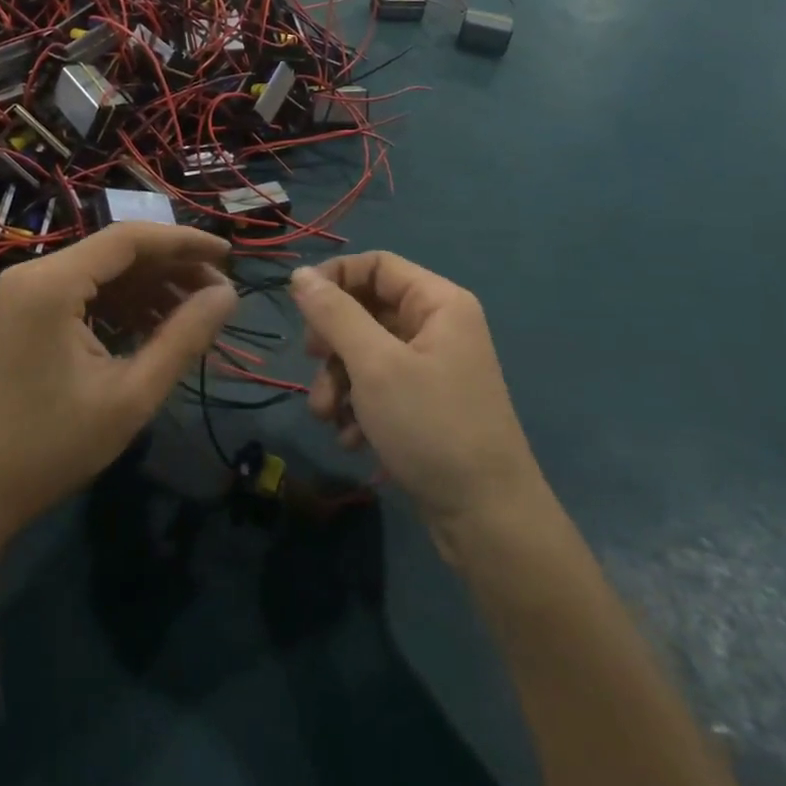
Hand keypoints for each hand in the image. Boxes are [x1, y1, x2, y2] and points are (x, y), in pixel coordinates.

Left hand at [0, 224, 236, 529]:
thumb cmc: (51, 447)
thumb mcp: (131, 395)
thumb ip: (184, 338)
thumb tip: (228, 295)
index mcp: (52, 283)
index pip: (130, 239)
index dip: (185, 242)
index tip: (229, 255)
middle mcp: (34, 273)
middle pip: (116, 252)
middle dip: (171, 268)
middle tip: (218, 292)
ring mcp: (24, 293)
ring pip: (102, 272)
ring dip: (149, 288)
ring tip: (194, 313)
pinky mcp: (23, 314)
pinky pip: (83, 294)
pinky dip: (122, 305)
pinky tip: (154, 327)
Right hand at [291, 255, 543, 539]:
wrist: (486, 519)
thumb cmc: (431, 426)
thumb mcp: (374, 365)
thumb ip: (334, 314)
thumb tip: (300, 275)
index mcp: (438, 303)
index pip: (376, 265)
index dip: (335, 277)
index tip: (299, 306)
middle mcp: (438, 327)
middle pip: (367, 310)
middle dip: (333, 341)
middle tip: (311, 361)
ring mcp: (432, 368)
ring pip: (367, 352)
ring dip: (338, 381)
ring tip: (326, 416)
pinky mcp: (425, 405)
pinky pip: (380, 387)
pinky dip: (358, 407)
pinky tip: (351, 439)